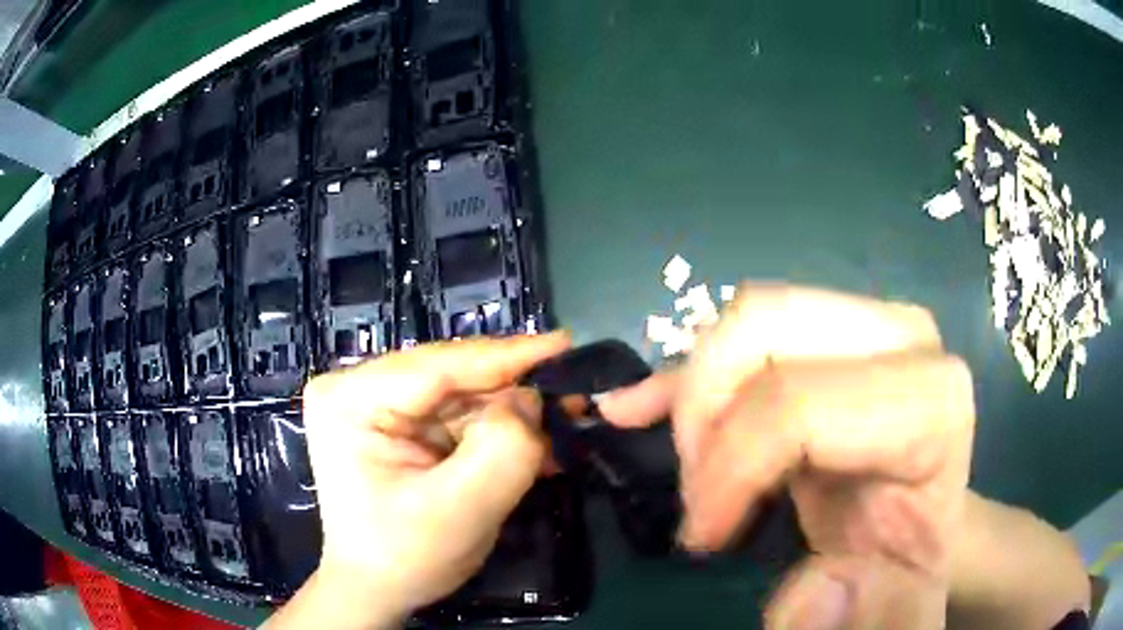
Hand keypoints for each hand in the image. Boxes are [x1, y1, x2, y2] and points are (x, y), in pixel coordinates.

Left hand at [270, 334, 570, 628]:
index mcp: (350, 399)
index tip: (566, 344)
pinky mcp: (390, 424)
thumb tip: (530, 402)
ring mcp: (371, 405)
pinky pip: (450, 417)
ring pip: (456, 396)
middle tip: (572, 396)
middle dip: (512, 392)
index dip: (508, 355)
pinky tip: (528, 445)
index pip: (439, 365)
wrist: (372, 590)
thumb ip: (503, 451)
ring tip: (559, 424)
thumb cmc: (404, 558)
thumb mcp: (460, 511)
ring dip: (507, 415)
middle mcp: (354, 388)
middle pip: (449, 377)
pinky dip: (490, 432)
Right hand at [599, 285, 974, 629]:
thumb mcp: (900, 602)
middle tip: (699, 495)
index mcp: (932, 399)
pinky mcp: (825, 333)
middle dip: (704, 413)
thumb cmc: (908, 561)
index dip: (732, 469)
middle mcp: (901, 337)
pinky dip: (681, 372)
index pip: (801, 403)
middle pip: (763, 328)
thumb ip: (874, 610)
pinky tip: (633, 409)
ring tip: (697, 476)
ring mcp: (862, 322)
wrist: (916, 523)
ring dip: (694, 400)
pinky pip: (740, 332)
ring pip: (744, 322)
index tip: (703, 539)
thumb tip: (806, 600)